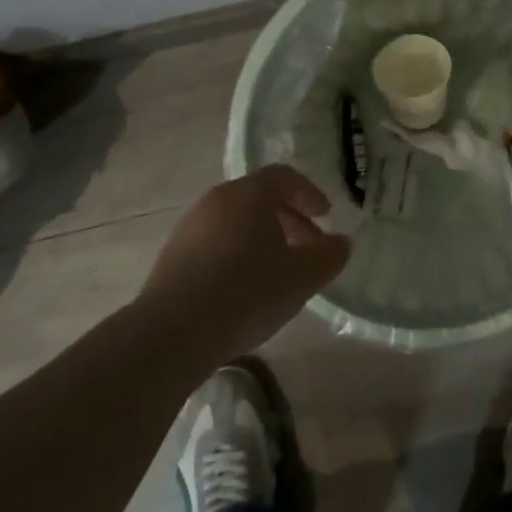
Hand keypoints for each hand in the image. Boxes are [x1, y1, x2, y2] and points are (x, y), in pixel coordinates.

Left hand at [140, 165, 350, 364]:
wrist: (171, 334)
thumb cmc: (246, 293)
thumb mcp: (303, 277)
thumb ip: (329, 255)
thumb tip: (340, 243)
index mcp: (248, 194)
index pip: (285, 176)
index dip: (310, 194)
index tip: (326, 217)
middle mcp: (216, 200)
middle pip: (260, 197)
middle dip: (290, 219)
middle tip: (308, 247)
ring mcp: (190, 226)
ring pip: (237, 220)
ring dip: (263, 237)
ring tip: (278, 271)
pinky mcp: (173, 254)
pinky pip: (216, 241)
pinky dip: (238, 252)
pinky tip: (245, 287)